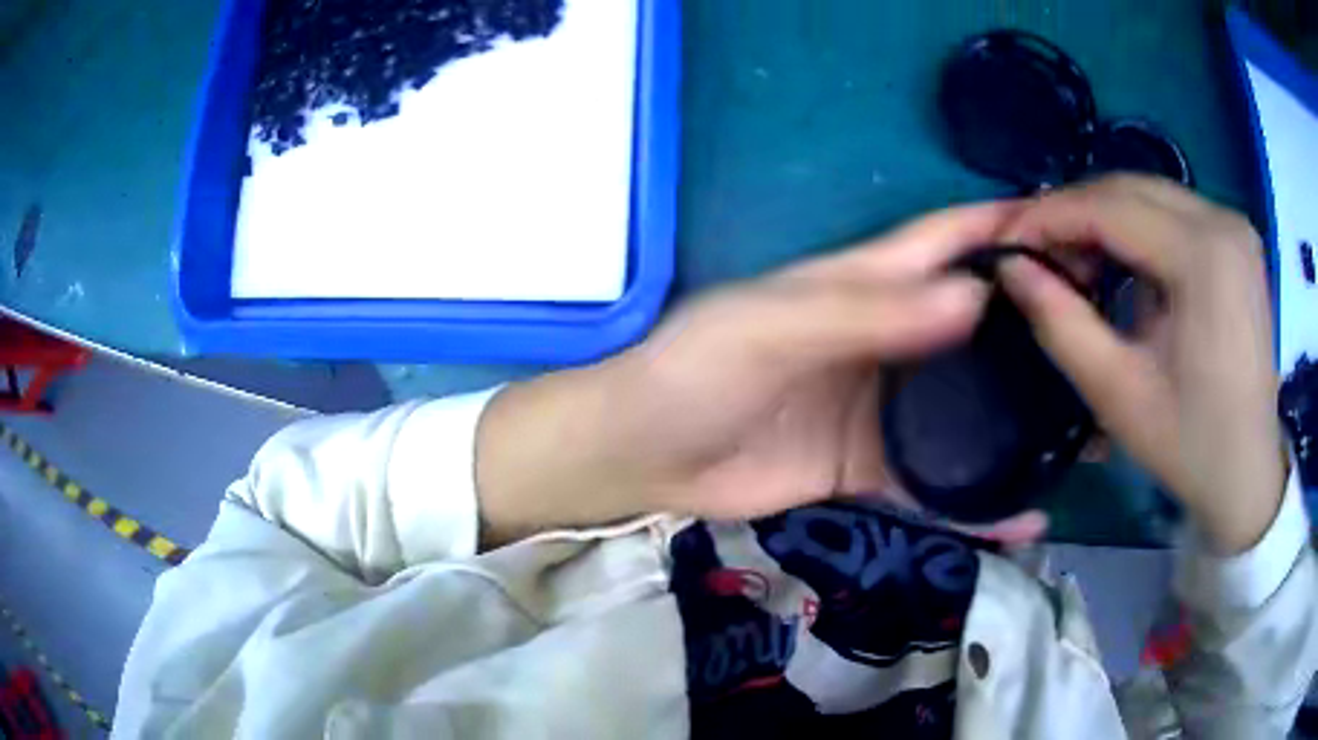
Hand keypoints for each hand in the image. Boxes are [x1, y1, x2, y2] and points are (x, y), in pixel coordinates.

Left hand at [475, 202, 1047, 546]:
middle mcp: (886, 340)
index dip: (1004, 230)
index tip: (1071, 238)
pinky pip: (938, 486)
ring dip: (1020, 423)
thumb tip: (975, 296)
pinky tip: (1026, 516)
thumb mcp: (772, 326)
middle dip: (1034, 332)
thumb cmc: (694, 371)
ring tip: (1083, 437)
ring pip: (968, 412)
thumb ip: (866, 313)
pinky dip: (979, 502)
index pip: (946, 242)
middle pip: (976, 328)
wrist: (642, 456)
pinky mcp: (871, 470)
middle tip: (1101, 346)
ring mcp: (884, 411)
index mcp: (860, 285)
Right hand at [999, 175, 1285, 553]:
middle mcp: (1222, 220)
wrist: (1249, 474)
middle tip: (1034, 253)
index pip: (1110, 207)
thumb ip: (1061, 324)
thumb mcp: (1118, 394)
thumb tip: (1009, 266)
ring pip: (1148, 195)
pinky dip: (1136, 229)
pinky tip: (1119, 264)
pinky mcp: (1236, 240)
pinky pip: (1172, 213)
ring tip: (1072, 261)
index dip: (1048, 216)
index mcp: (1204, 256)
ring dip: (1103, 220)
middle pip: (1129, 189)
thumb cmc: (1189, 446)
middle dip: (1073, 214)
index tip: (1003, 237)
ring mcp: (1233, 226)